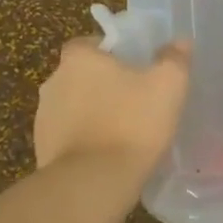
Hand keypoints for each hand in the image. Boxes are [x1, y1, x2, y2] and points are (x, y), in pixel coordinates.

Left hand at [34, 37, 190, 182]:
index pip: (90, 43)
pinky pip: (69, 135)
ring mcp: (44, 117)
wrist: (94, 181)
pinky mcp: (43, 147)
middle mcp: (53, 81)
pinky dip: (85, 139)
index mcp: (78, 58)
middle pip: (81, 75)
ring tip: (123, 131)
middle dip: (103, 84)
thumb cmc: (132, 123)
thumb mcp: (168, 85)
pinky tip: (108, 154)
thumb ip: (174, 59)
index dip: (112, 53)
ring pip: (74, 106)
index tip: (133, 68)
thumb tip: (180, 42)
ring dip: (93, 113)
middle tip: (134, 100)